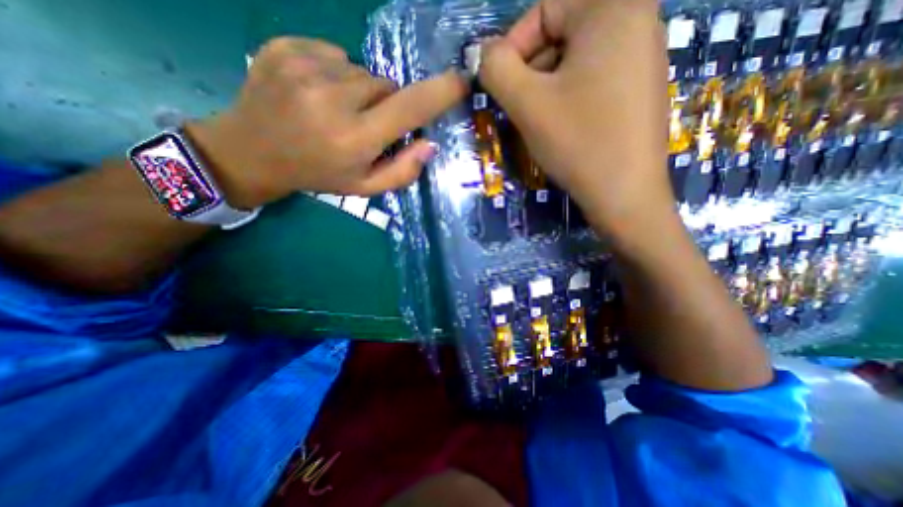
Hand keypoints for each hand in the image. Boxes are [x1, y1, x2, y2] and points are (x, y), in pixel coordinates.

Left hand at [182, 36, 464, 208]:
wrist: (250, 152)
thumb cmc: (317, 175)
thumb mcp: (364, 187)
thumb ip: (402, 171)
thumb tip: (429, 144)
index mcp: (355, 138)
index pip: (409, 108)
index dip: (439, 93)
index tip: (460, 82)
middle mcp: (333, 99)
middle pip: (386, 86)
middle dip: (386, 104)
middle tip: (365, 124)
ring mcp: (305, 67)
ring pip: (361, 70)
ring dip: (360, 91)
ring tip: (336, 111)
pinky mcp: (285, 47)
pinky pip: (334, 54)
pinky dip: (335, 72)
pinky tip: (317, 93)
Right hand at [478, 1, 667, 238]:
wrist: (624, 194)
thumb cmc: (578, 142)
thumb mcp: (527, 103)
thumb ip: (496, 69)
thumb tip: (483, 54)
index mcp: (614, 7)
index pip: (545, 8)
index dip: (513, 47)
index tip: (501, 87)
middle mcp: (638, 20)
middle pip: (561, 33)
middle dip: (531, 72)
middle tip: (520, 109)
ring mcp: (643, 56)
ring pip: (574, 61)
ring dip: (546, 89)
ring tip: (539, 122)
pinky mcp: (640, 88)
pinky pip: (592, 80)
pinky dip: (568, 98)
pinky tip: (563, 127)